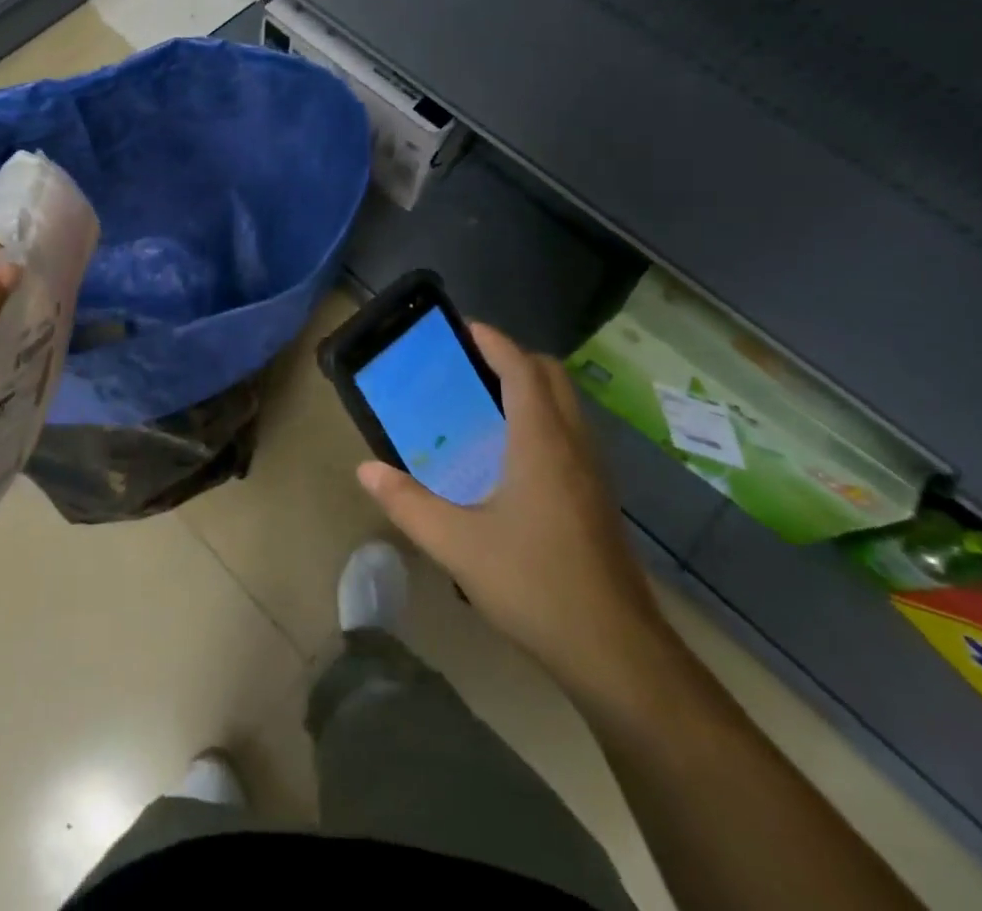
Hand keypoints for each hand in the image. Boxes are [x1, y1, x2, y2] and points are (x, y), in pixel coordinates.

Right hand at [357, 323, 674, 702]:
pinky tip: (510, 456)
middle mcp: (572, 444)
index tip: (463, 328)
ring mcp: (592, 472)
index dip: (494, 342)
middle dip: (513, 358)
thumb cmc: (534, 584)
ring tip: (484, 402)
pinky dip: (542, 419)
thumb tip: (365, 469)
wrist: (615, 652)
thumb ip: (407, 503)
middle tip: (469, 365)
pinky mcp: (598, 498)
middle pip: (551, 376)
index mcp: (541, 441)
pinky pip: (570, 434)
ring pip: (566, 405)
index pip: (521, 369)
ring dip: (531, 388)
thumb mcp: (456, 544)